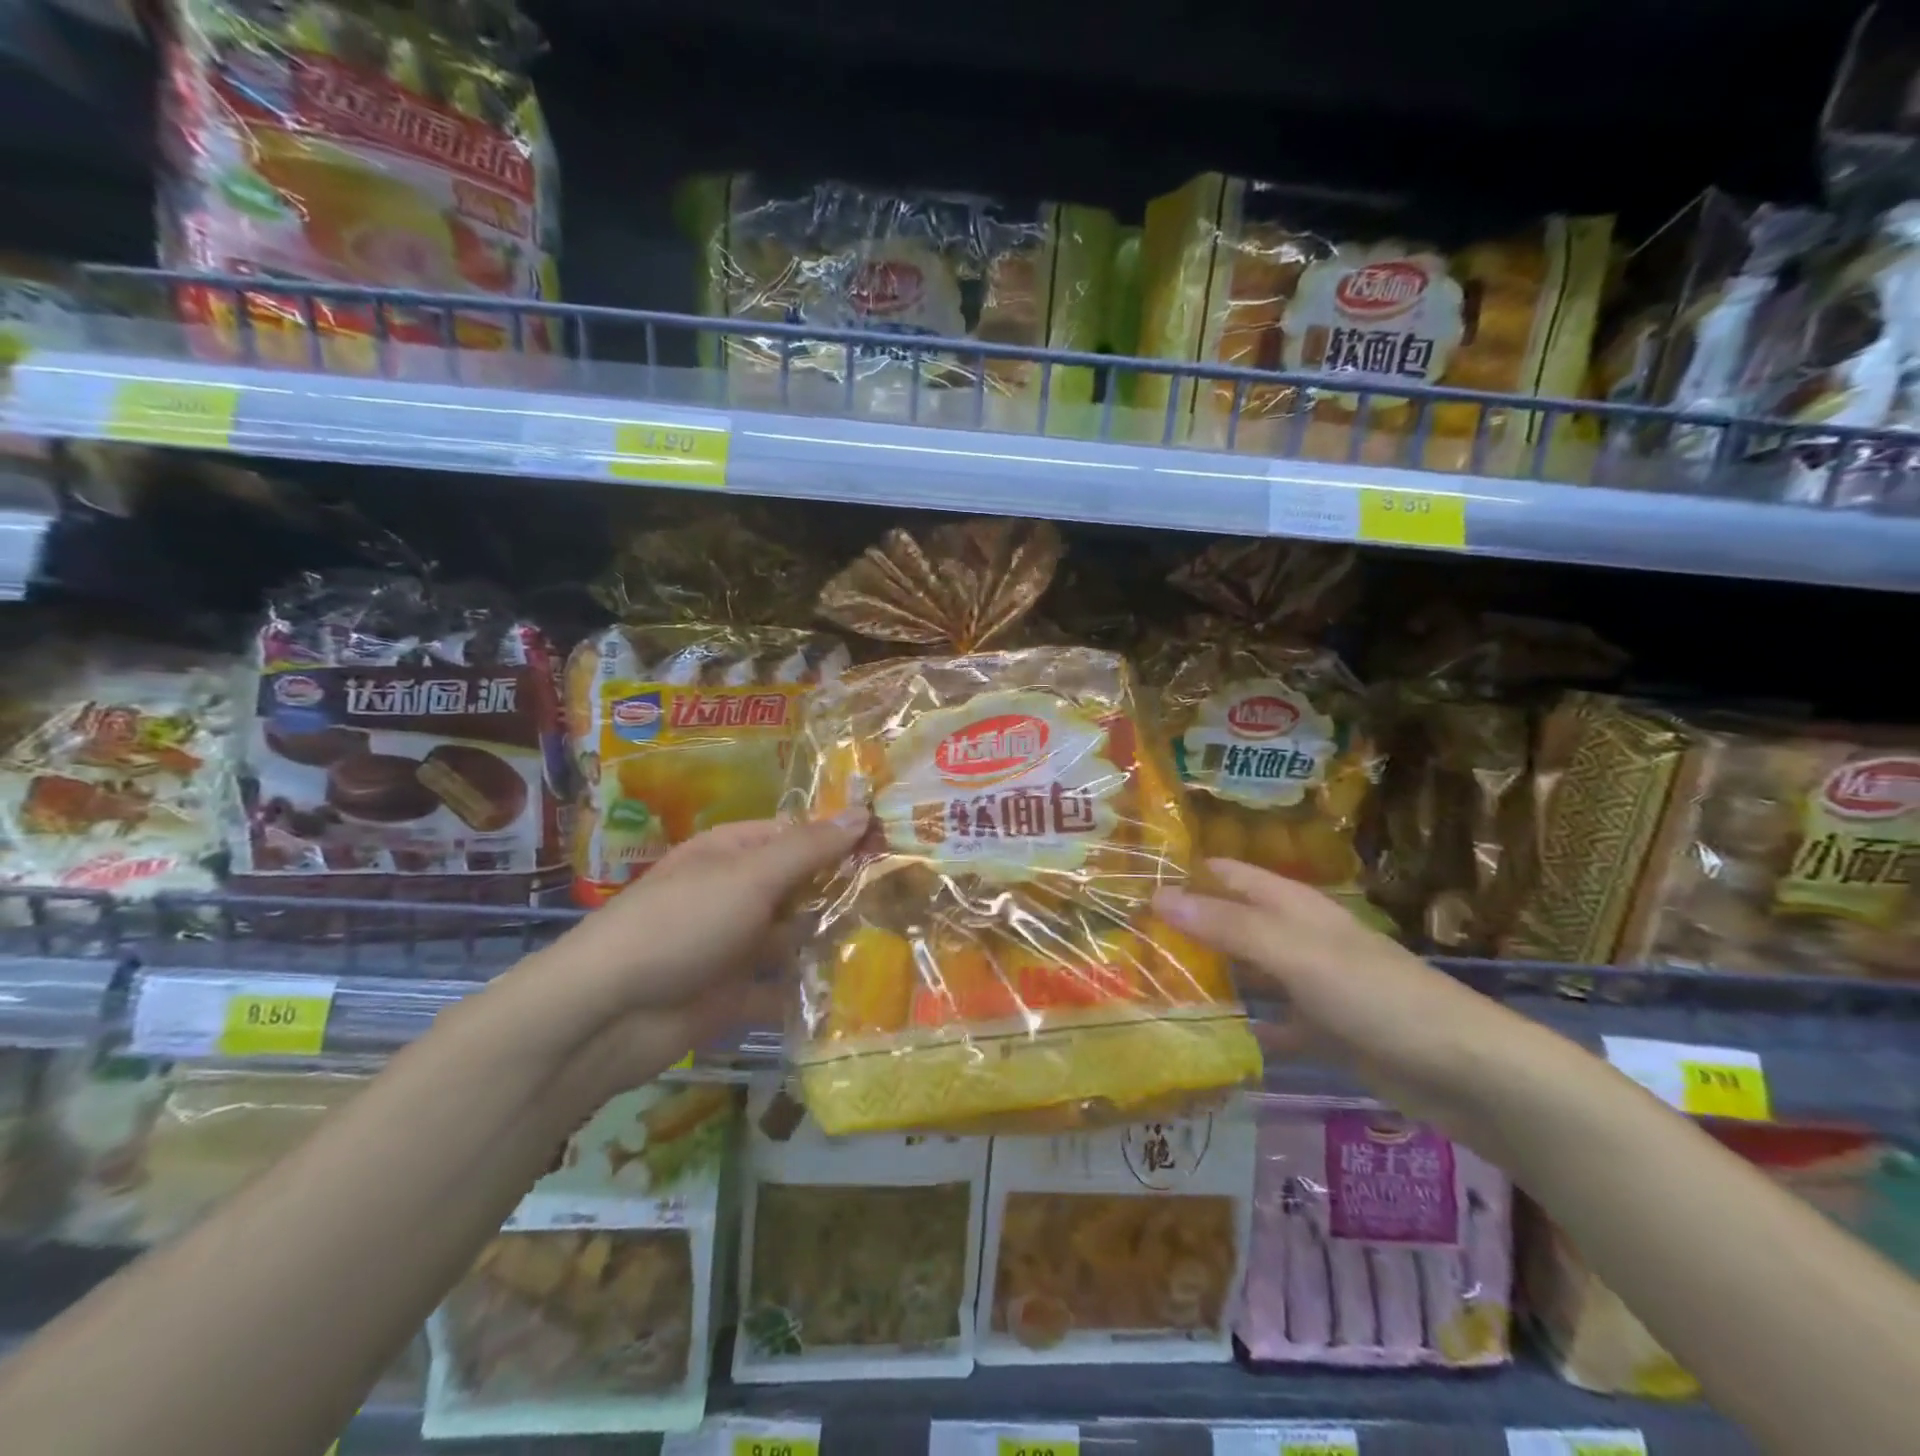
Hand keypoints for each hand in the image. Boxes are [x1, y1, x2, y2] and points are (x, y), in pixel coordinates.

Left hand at [494, 811, 868, 1104]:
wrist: (607, 1014)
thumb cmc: (681, 925)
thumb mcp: (748, 876)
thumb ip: (808, 848)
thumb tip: (862, 811)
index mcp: (731, 853)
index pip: (796, 835)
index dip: (841, 839)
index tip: (891, 848)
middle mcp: (734, 894)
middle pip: (798, 886)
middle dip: (843, 892)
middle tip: (907, 898)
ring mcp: (733, 945)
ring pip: (793, 936)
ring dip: (831, 940)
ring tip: (894, 942)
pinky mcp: (733, 994)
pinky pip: (780, 986)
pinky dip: (809, 988)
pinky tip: (856, 990)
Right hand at [1154, 858, 1558, 1141]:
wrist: (1466, 1072)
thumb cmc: (1376, 996)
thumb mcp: (1295, 954)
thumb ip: (1227, 927)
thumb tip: (1157, 897)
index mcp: (1292, 905)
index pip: (1227, 874)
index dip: (1185, 873)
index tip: (1129, 884)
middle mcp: (1297, 937)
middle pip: (1231, 921)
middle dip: (1186, 927)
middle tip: (1126, 941)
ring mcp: (1310, 984)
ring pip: (1247, 971)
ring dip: (1209, 976)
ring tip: (1150, 987)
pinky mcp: (1323, 1029)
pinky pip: (1270, 1022)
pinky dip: (1242, 1026)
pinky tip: (1205, 1038)